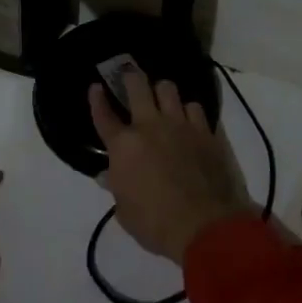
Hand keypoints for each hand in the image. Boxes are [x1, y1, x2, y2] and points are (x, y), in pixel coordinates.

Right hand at [90, 69, 254, 265]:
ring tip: (163, 99)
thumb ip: (116, 187)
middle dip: (131, 77)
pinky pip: (195, 107)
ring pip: (168, 88)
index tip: (96, 87)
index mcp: (124, 146)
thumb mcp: (125, 212)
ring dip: (162, 92)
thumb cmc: (156, 224)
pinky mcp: (205, 131)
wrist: (205, 225)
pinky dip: (189, 111)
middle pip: (137, 86)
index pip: (104, 115)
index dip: (97, 100)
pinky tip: (189, 120)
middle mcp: (150, 126)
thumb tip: (108, 175)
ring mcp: (180, 125)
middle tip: (130, 77)